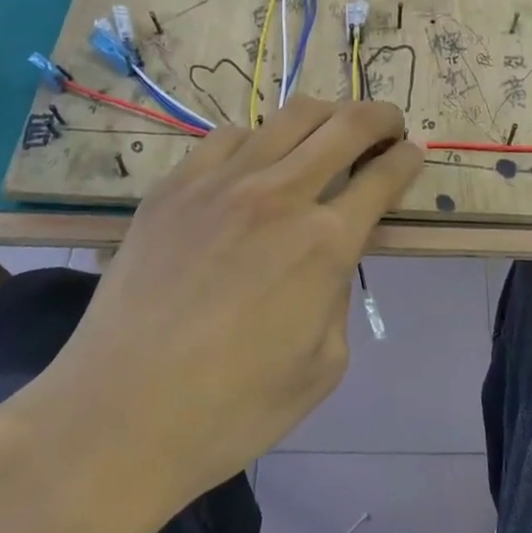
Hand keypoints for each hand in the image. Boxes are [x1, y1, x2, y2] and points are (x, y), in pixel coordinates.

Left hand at [0, 98, 420, 524]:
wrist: (118, 417)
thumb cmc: (232, 410)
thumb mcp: (323, 366)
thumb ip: (338, 295)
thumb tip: (329, 257)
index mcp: (326, 243)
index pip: (385, 176)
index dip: (409, 159)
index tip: (413, 156)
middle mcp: (280, 195)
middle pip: (348, 123)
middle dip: (381, 117)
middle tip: (389, 127)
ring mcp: (221, 182)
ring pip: (290, 115)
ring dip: (326, 116)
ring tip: (329, 132)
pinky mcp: (174, 186)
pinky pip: (230, 137)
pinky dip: (260, 139)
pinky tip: (257, 162)